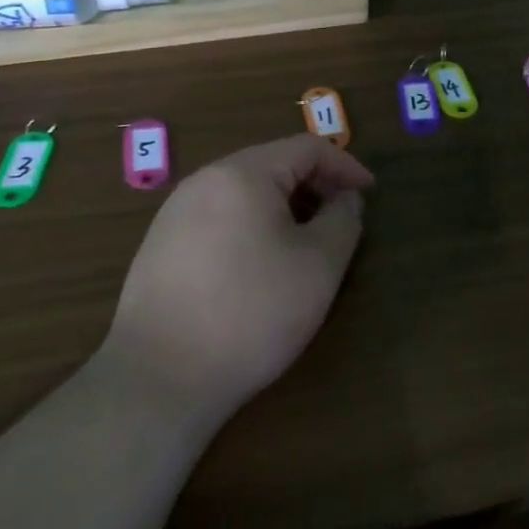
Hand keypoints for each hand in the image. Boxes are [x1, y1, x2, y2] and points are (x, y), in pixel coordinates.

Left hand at [107, 136, 374, 419]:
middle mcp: (204, 181)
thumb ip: (343, 220)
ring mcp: (175, 213)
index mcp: (243, 174)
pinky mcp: (160, 246)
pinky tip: (260, 265)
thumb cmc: (251, 313)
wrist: (159, 380)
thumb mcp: (319, 265)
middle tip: (341, 218)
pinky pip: (219, 217)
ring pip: (244, 192)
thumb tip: (345, 199)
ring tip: (306, 243)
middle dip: (314, 185)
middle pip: (272, 165)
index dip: (345, 166)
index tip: (369, 194)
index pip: (306, 148)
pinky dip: (252, 225)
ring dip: (284, 207)